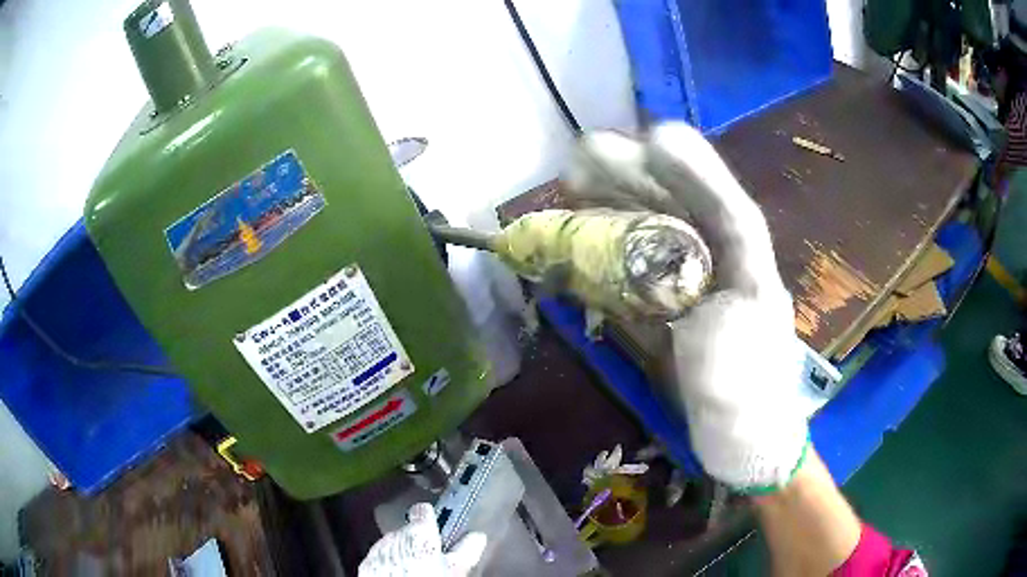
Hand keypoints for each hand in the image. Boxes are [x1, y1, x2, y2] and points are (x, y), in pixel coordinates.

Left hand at [358, 503, 486, 576]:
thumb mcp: (457, 568)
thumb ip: (467, 549)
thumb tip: (478, 536)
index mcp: (419, 532)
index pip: (423, 511)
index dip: (431, 517)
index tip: (437, 525)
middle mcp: (395, 534)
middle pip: (409, 531)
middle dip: (419, 541)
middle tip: (432, 557)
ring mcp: (378, 548)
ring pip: (395, 544)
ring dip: (404, 551)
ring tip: (417, 569)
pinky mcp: (367, 562)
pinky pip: (382, 556)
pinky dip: (390, 562)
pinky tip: (401, 574)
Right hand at [566, 124, 807, 490]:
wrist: (745, 446)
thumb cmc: (749, 404)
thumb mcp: (738, 360)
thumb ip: (713, 316)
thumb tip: (671, 275)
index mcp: (750, 268)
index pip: (725, 205)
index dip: (691, 169)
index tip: (650, 139)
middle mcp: (724, 267)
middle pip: (682, 208)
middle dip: (637, 177)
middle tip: (585, 156)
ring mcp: (696, 288)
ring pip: (656, 232)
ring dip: (616, 205)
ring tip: (574, 186)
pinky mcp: (673, 311)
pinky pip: (637, 269)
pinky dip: (609, 252)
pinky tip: (581, 238)